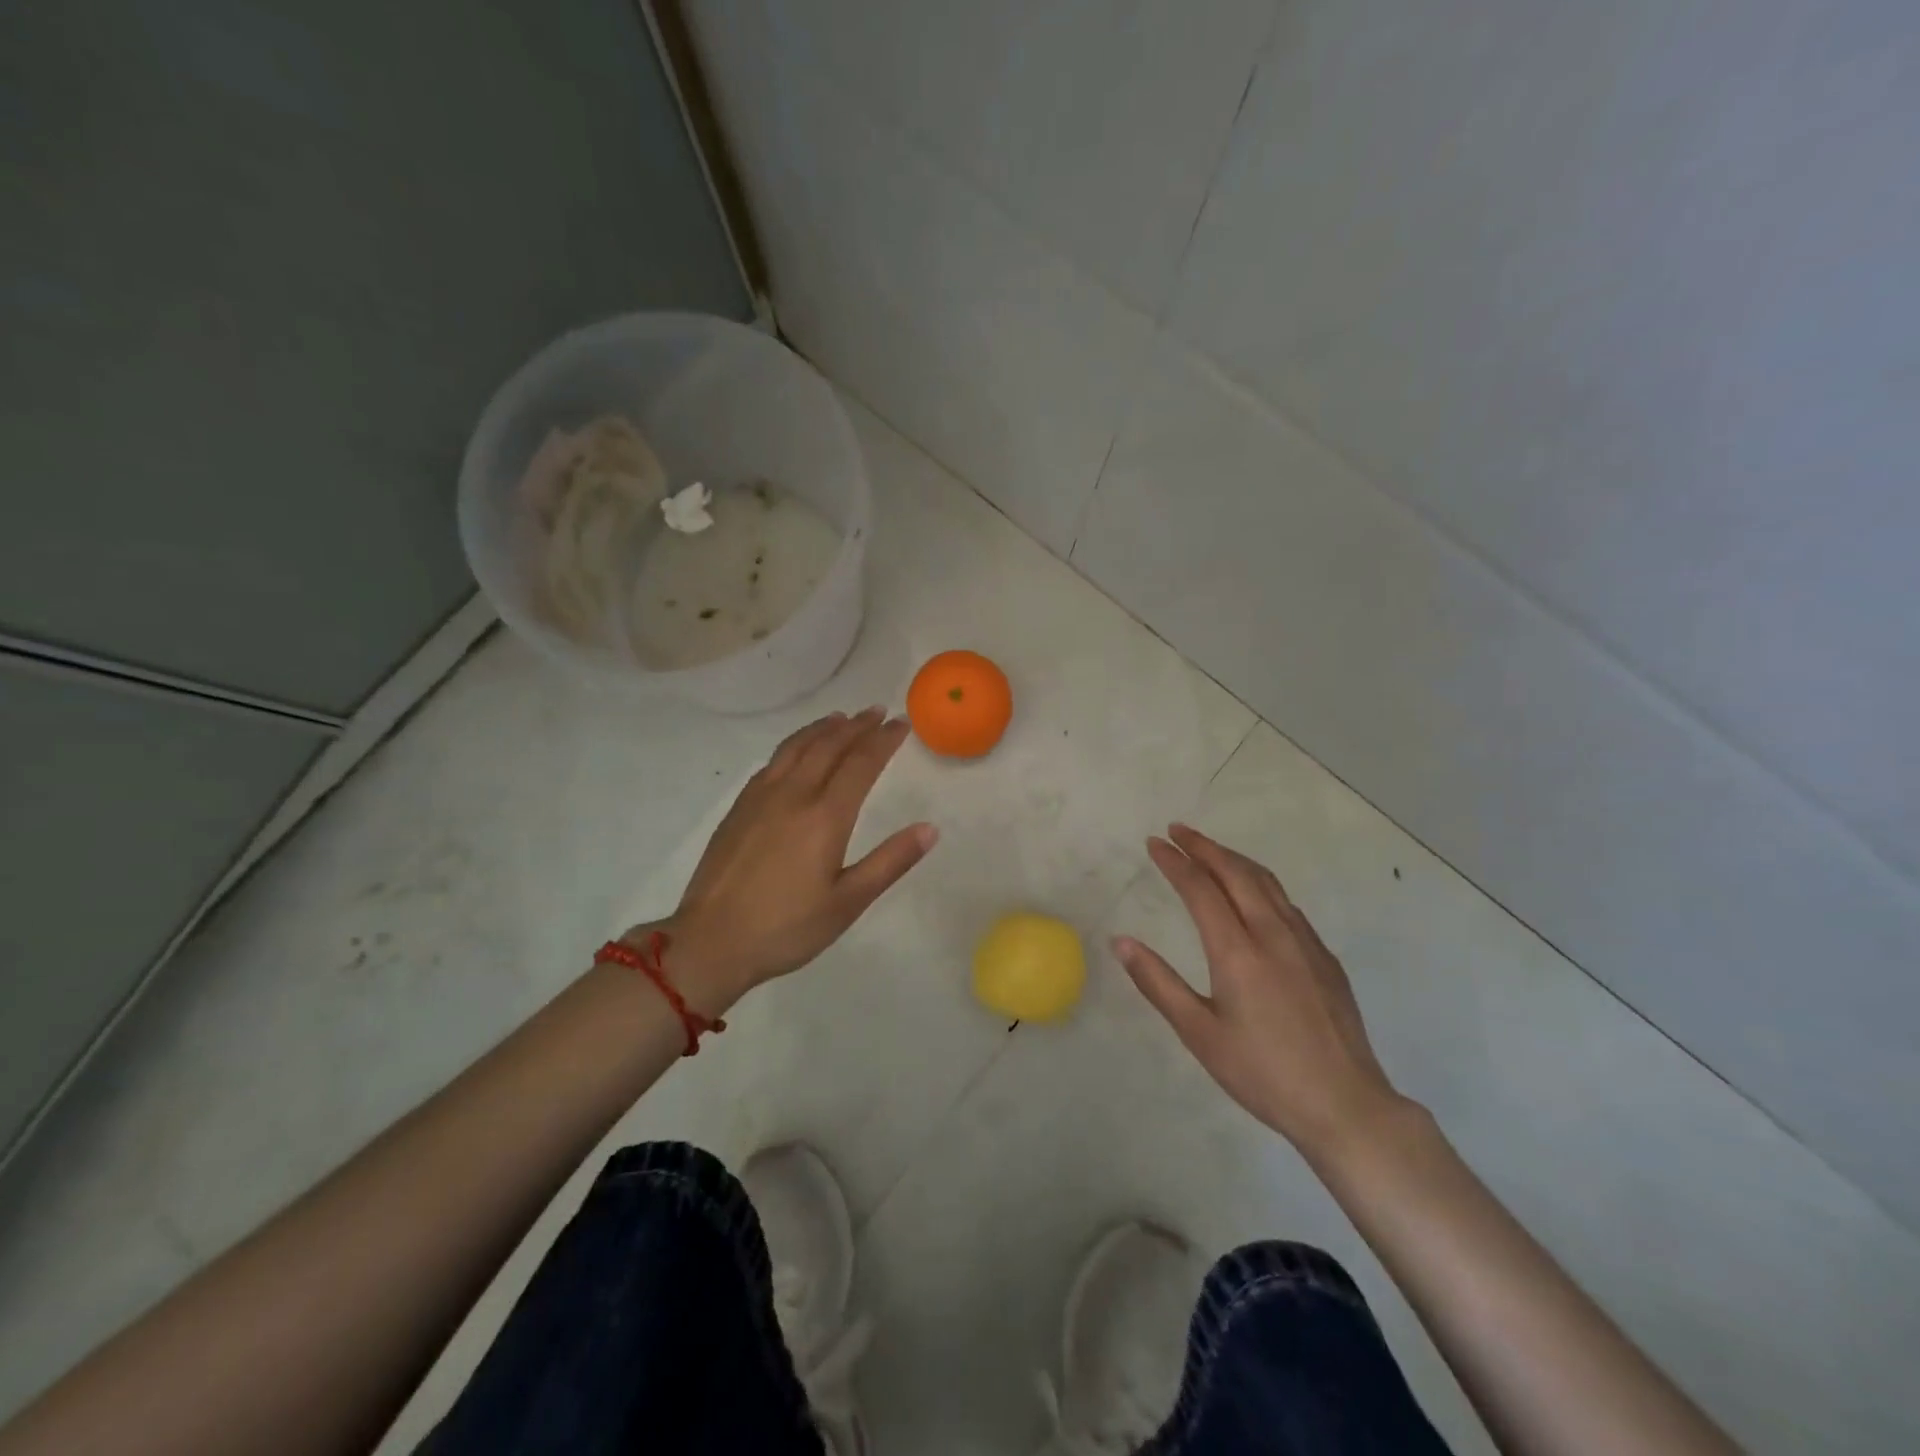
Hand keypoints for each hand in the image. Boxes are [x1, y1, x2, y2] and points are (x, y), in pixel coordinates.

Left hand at [626, 707, 936, 1010]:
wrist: (711, 941)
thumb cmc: (787, 927)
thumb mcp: (849, 902)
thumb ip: (891, 862)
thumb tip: (930, 829)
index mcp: (825, 816)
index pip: (861, 763)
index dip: (883, 740)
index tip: (901, 724)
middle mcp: (793, 795)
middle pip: (829, 746)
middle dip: (856, 726)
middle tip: (877, 712)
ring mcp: (761, 797)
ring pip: (796, 747)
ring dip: (822, 728)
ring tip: (840, 718)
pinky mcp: (739, 808)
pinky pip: (772, 761)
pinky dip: (794, 745)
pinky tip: (796, 751)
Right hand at [1114, 824, 1405, 1161]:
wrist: (1346, 1106)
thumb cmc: (1263, 1073)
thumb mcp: (1199, 1034)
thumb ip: (1158, 983)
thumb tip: (1120, 942)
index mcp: (1237, 951)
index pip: (1200, 889)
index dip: (1175, 862)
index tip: (1154, 843)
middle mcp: (1272, 934)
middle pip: (1236, 873)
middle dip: (1204, 846)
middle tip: (1177, 830)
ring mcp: (1305, 942)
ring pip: (1266, 882)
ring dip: (1233, 859)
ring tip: (1210, 850)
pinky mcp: (1325, 957)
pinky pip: (1286, 902)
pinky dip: (1260, 882)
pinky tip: (1253, 893)